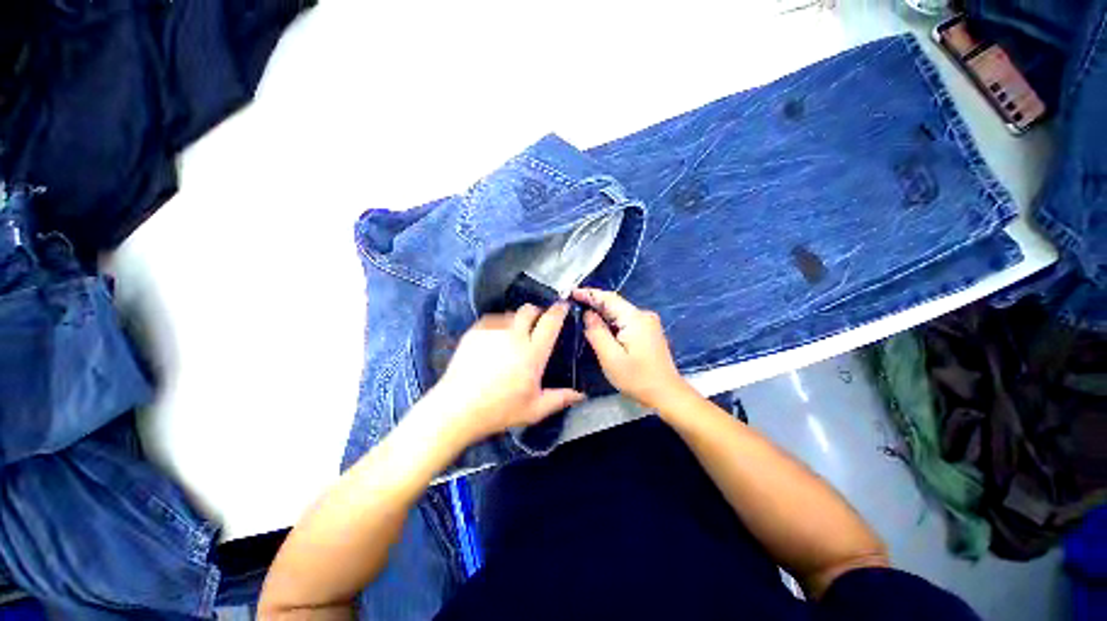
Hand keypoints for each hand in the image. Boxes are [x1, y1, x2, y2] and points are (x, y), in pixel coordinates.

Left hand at [433, 303, 585, 441]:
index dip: (559, 310)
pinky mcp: (475, 332)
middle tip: (537, 323)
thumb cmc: (499, 410)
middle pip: (529, 309)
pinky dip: (499, 324)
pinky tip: (495, 339)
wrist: (457, 408)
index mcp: (533, 353)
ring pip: (510, 313)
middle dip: (537, 311)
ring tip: (514, 335)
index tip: (563, 306)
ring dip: (517, 320)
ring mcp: (493, 331)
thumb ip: (560, 398)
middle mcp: (514, 336)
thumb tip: (581, 394)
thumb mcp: (534, 409)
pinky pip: (492, 319)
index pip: (550, 322)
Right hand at [573, 288, 691, 409]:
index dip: (589, 293)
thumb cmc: (637, 378)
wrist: (667, 394)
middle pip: (614, 304)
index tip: (571, 292)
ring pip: (619, 312)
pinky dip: (610, 322)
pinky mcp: (648, 332)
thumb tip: (587, 314)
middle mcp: (643, 315)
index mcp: (635, 318)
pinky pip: (625, 320)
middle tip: (573, 303)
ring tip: (581, 313)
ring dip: (601, 313)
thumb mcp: (611, 357)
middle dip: (594, 302)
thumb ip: (597, 332)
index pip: (609, 298)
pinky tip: (600, 326)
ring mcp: (648, 323)